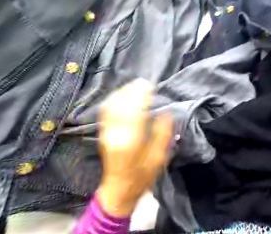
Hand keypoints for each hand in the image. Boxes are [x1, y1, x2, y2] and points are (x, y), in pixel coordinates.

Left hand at [98, 77, 173, 215]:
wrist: (119, 188)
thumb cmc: (143, 175)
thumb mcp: (159, 158)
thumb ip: (163, 134)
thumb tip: (166, 114)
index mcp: (131, 141)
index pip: (135, 111)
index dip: (142, 96)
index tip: (150, 85)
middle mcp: (116, 134)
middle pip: (121, 105)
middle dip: (132, 91)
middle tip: (144, 82)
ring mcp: (107, 133)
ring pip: (111, 106)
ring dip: (122, 93)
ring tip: (134, 85)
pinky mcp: (104, 134)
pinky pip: (106, 112)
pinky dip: (114, 100)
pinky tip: (121, 95)